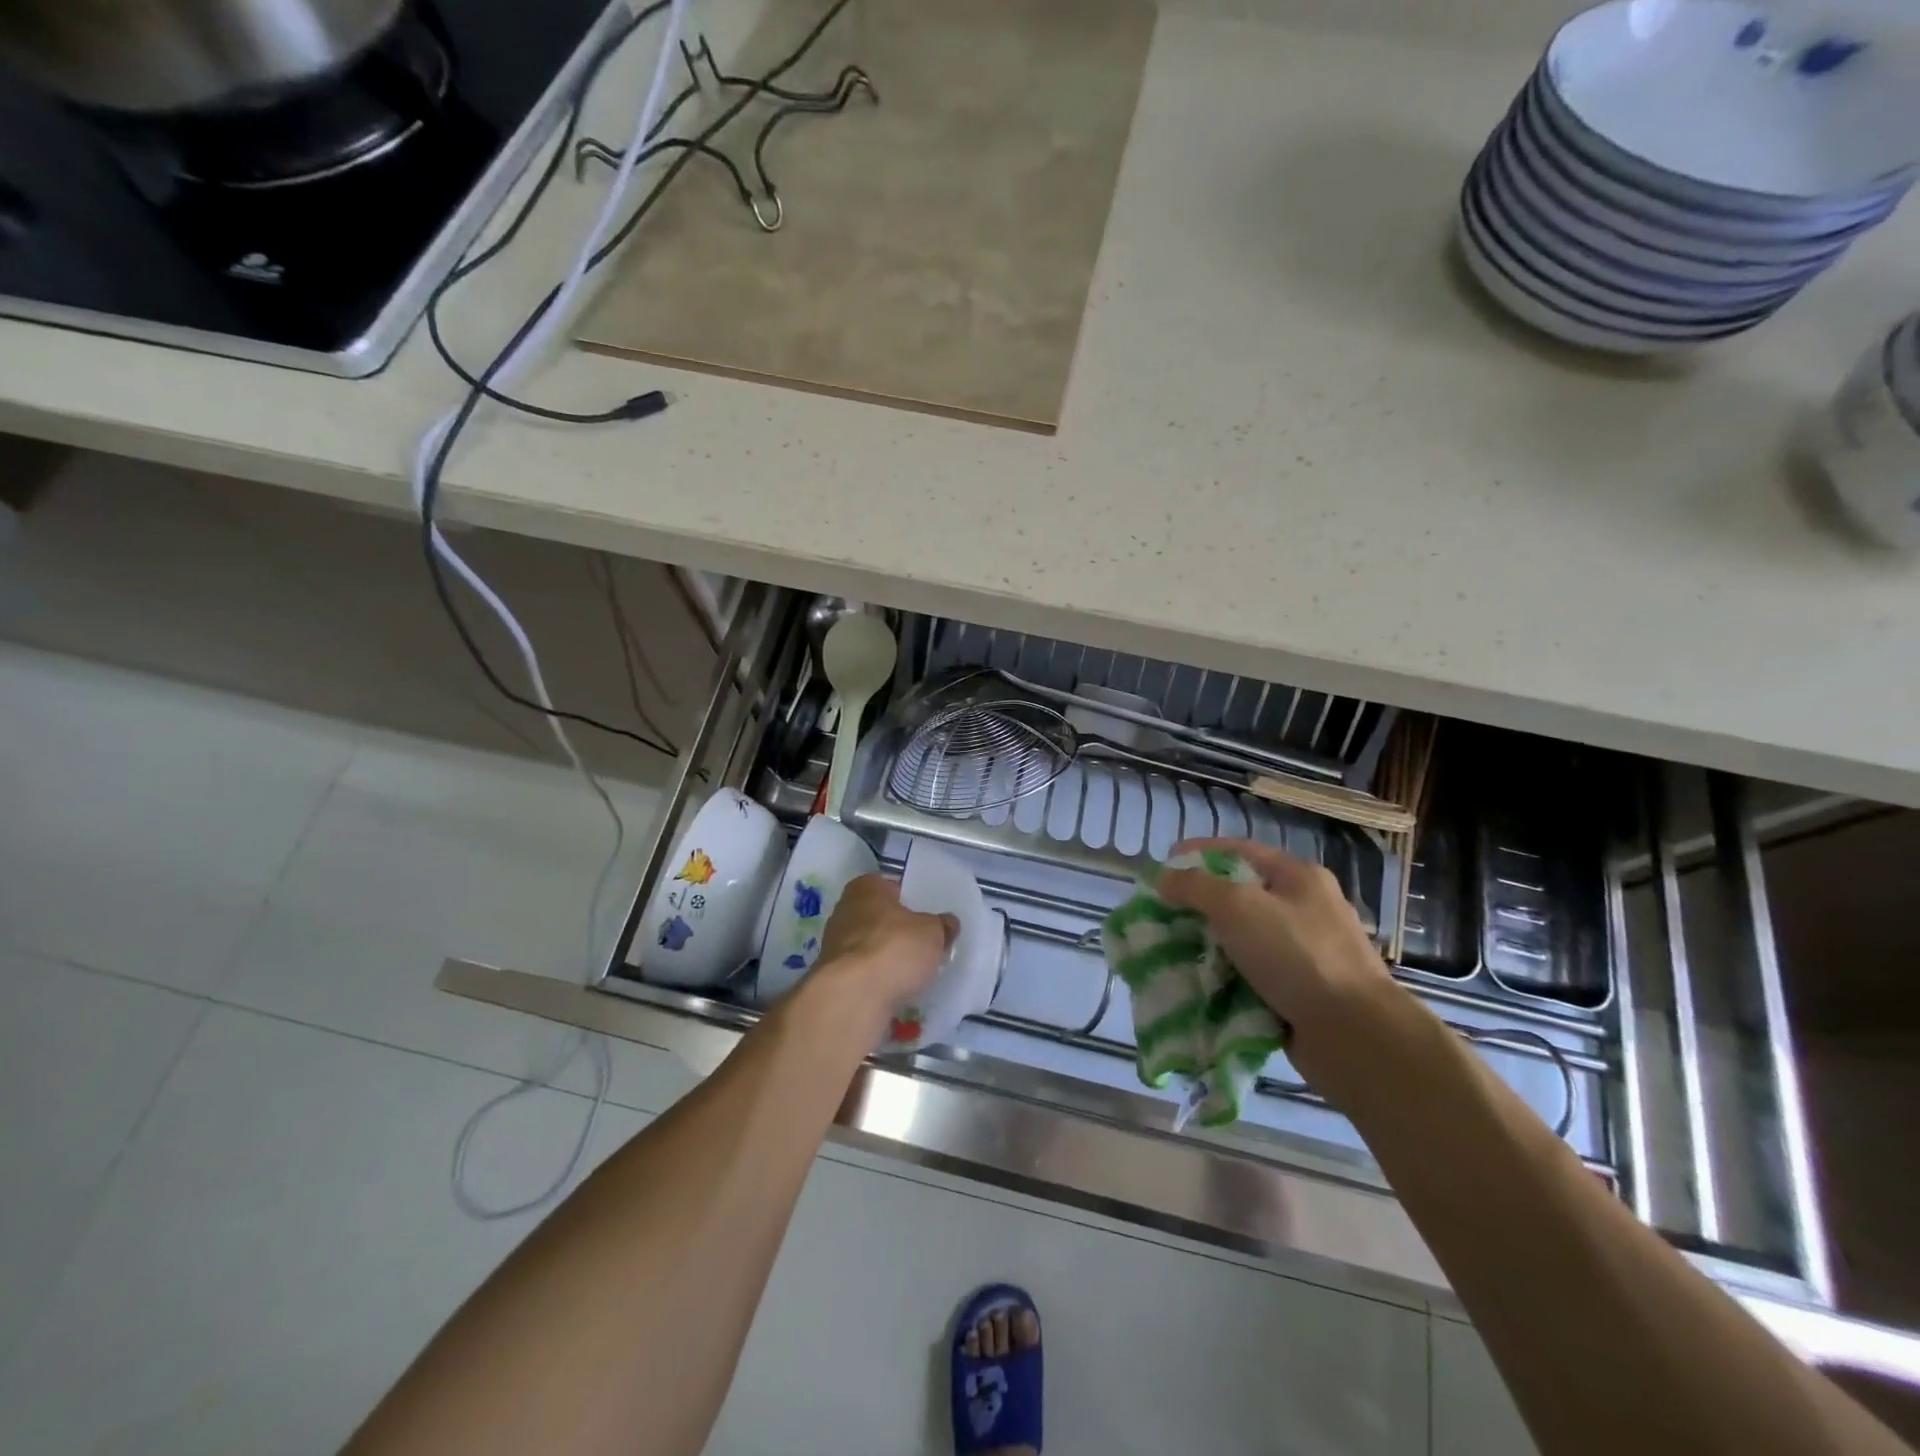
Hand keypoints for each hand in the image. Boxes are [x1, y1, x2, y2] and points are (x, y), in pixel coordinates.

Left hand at [806, 874, 956, 1024]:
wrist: (854, 997)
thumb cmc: (895, 948)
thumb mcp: (933, 933)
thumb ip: (942, 925)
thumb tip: (948, 923)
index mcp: (866, 888)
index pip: (890, 886)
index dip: (909, 899)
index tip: (925, 915)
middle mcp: (845, 910)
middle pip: (878, 917)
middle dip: (896, 930)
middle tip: (922, 944)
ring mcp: (834, 945)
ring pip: (869, 947)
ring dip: (886, 958)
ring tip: (912, 973)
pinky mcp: (833, 977)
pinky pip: (863, 974)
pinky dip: (876, 981)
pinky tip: (895, 992)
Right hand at [1159, 838, 1397, 1084]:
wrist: (1354, 1035)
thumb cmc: (1296, 956)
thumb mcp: (1237, 906)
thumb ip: (1195, 886)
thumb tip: (1165, 878)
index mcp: (1299, 877)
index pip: (1239, 850)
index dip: (1198, 853)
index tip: (1163, 866)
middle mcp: (1306, 908)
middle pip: (1240, 895)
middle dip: (1198, 903)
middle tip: (1162, 914)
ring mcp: (1307, 952)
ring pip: (1244, 938)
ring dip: (1209, 943)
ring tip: (1173, 951)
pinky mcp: (1302, 991)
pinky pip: (1253, 974)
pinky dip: (1226, 976)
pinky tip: (1201, 984)